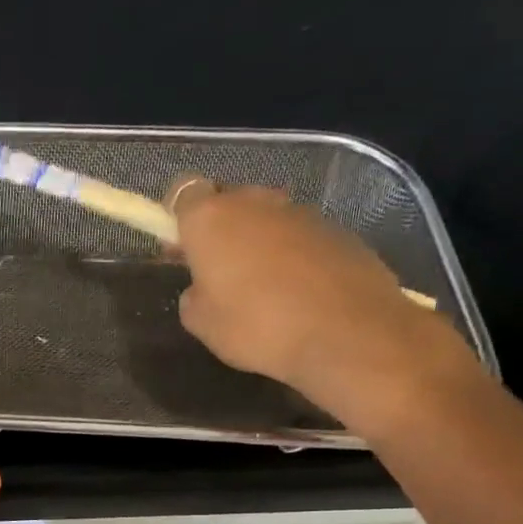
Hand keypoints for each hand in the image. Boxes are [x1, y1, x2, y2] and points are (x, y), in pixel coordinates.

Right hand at [171, 180, 480, 432]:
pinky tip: (293, 292)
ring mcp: (300, 212)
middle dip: (217, 228)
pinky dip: (289, 255)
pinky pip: (297, 236)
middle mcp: (256, 202)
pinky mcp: (337, 230)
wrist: (346, 333)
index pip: (183, 190)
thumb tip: (206, 285)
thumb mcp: (201, 322)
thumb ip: (194, 293)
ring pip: (264, 218)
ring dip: (254, 241)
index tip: (178, 246)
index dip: (176, 215)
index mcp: (212, 219)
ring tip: (258, 287)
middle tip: (214, 270)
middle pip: (227, 201)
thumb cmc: (257, 326)